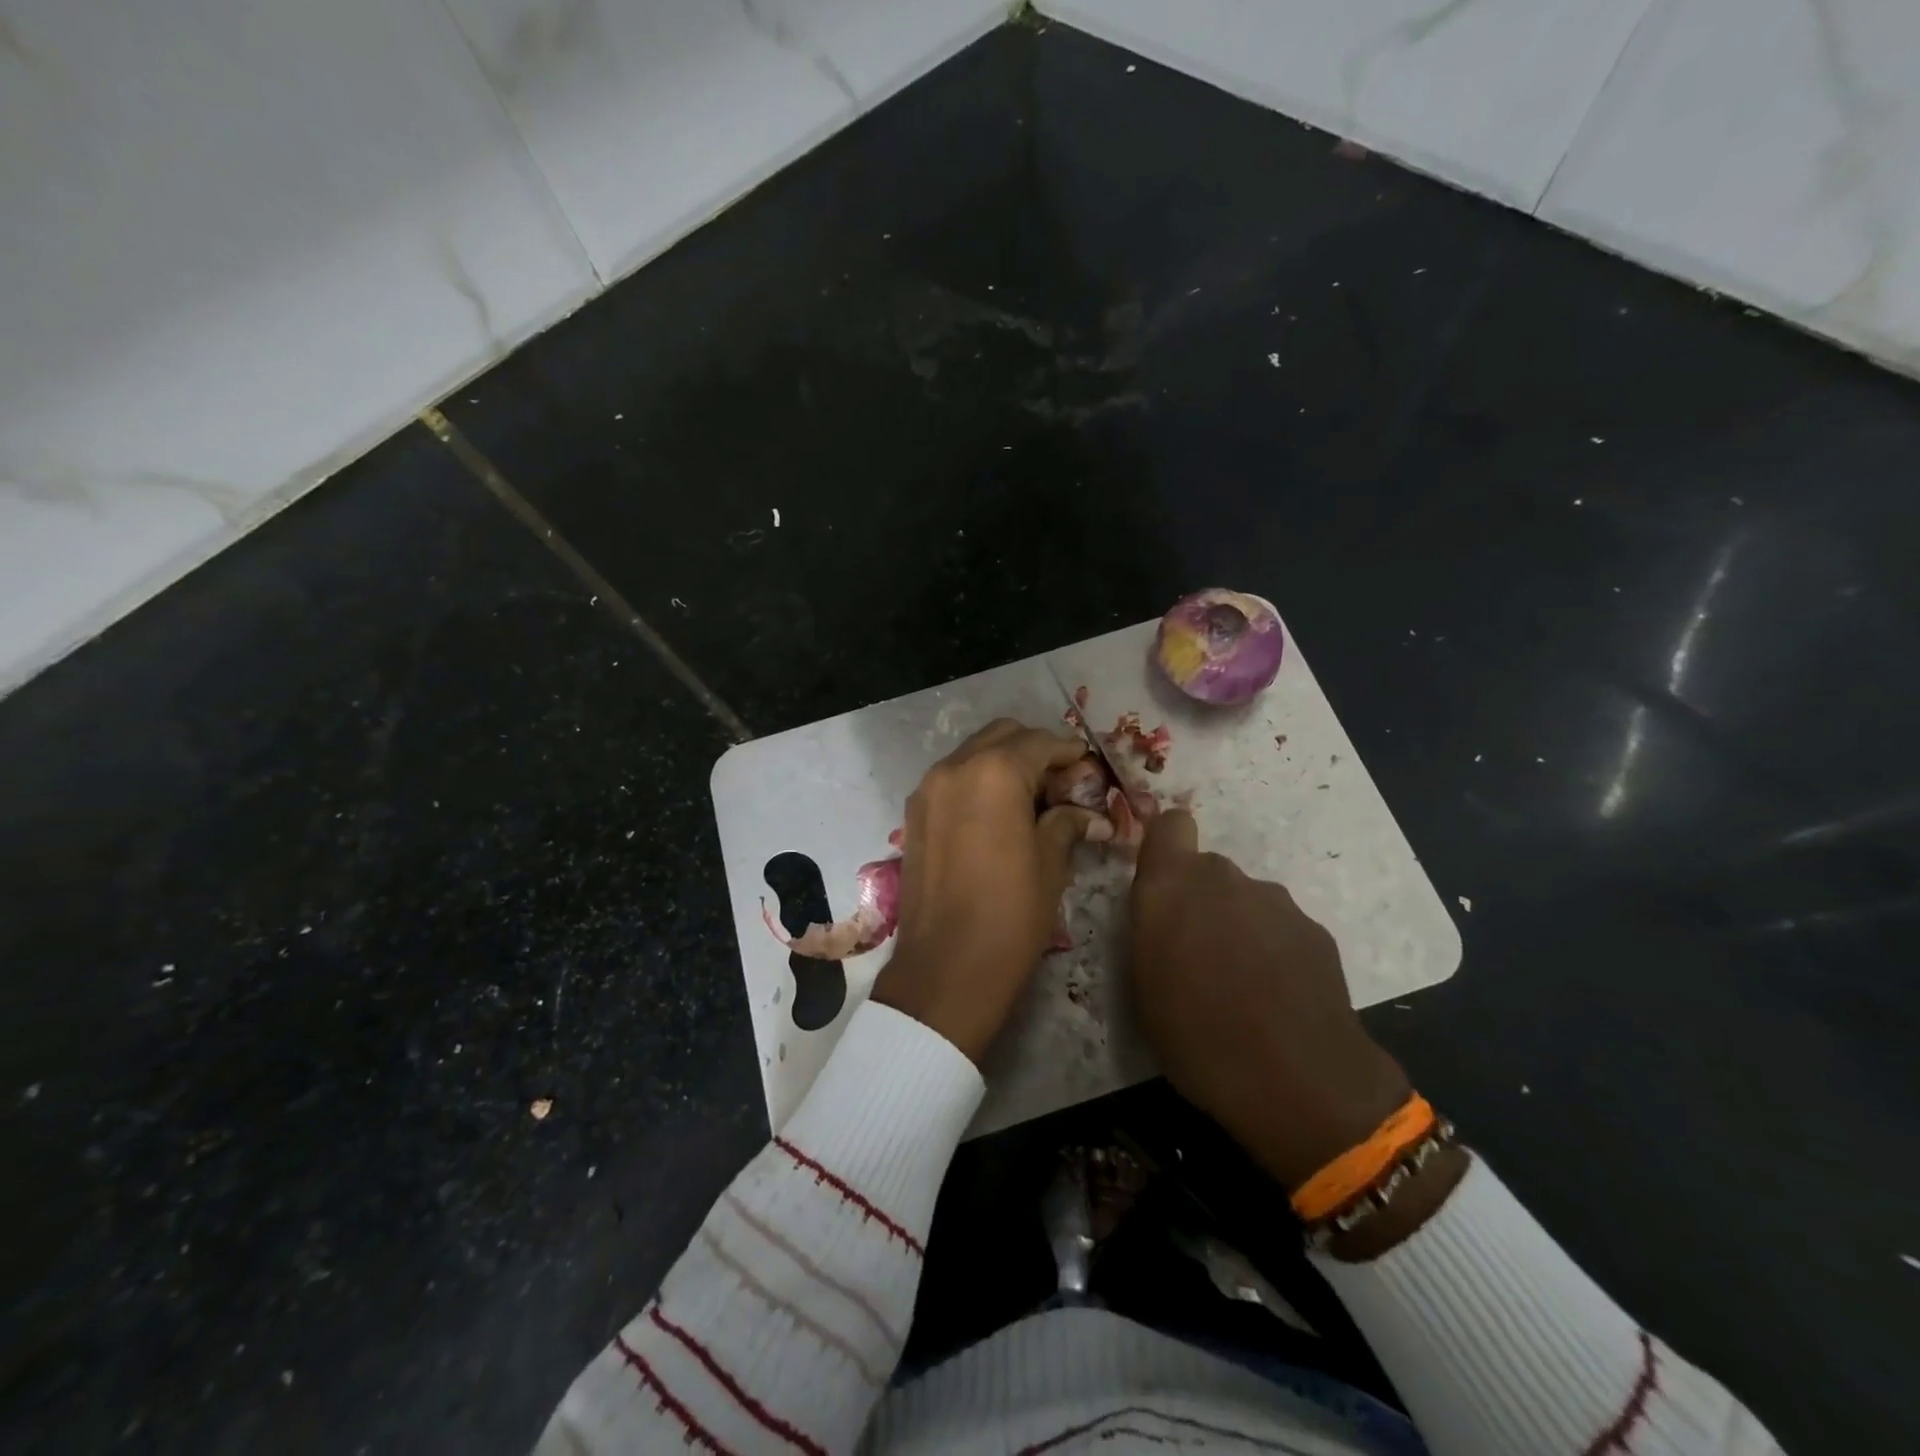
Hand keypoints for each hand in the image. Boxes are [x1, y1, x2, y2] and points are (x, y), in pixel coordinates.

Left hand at [870, 720, 1098, 1062]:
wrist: (945, 967)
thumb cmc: (1010, 914)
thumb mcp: (1050, 865)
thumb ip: (1066, 823)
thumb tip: (1088, 814)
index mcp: (995, 773)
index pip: (1039, 742)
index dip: (1069, 752)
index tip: (1088, 768)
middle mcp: (955, 767)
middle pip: (1003, 736)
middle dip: (1035, 750)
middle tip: (1061, 783)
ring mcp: (928, 788)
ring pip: (974, 754)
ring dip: (1004, 763)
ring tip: (1031, 800)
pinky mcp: (914, 813)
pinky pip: (952, 779)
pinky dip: (978, 781)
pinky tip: (998, 815)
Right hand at [1128, 808, 1412, 1190]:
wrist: (1298, 1082)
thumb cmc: (1197, 1036)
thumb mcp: (1144, 984)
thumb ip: (1152, 928)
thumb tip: (1165, 913)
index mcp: (1172, 886)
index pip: (1171, 825)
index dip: (1166, 848)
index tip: (1163, 888)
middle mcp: (1223, 878)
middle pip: (1207, 870)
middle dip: (1200, 901)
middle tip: (1197, 955)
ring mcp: (1275, 901)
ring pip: (1245, 899)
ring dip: (1237, 926)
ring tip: (1240, 984)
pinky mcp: (1314, 928)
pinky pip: (1279, 926)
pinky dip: (1273, 949)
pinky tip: (1277, 996)